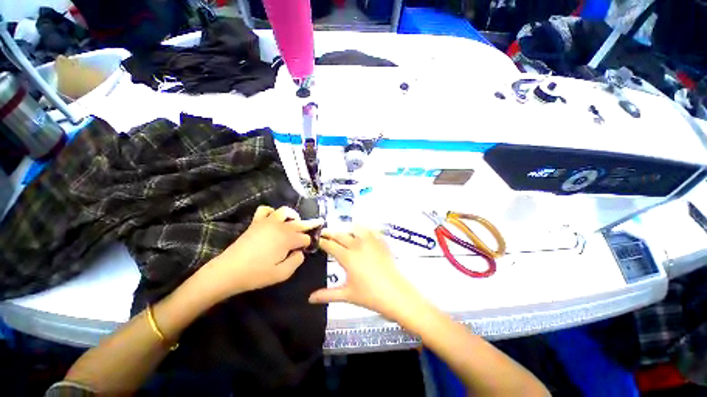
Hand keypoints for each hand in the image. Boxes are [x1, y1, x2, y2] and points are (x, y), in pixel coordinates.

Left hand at [200, 206, 322, 299]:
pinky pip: (265, 210)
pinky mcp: (256, 222)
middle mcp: (281, 226)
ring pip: (285, 211)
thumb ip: (297, 261)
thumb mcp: (282, 274)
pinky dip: (272, 212)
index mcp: (288, 239)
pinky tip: (273, 219)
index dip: (308, 244)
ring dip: (293, 216)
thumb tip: (300, 252)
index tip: (306, 250)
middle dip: (310, 225)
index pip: (305, 238)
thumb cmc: (256, 274)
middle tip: (318, 224)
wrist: (228, 271)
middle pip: (300, 223)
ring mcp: (268, 222)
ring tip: (294, 223)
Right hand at [309, 226, 418, 318]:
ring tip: (344, 232)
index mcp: (347, 257)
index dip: (322, 241)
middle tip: (325, 233)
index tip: (317, 239)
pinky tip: (364, 233)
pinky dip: (365, 230)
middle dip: (331, 233)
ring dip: (348, 229)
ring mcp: (371, 242)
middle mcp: (358, 245)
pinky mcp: (381, 243)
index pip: (330, 245)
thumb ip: (327, 295)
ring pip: (357, 228)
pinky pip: (372, 231)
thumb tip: (310, 299)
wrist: (396, 294)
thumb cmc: (370, 295)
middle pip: (341, 235)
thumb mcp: (347, 295)